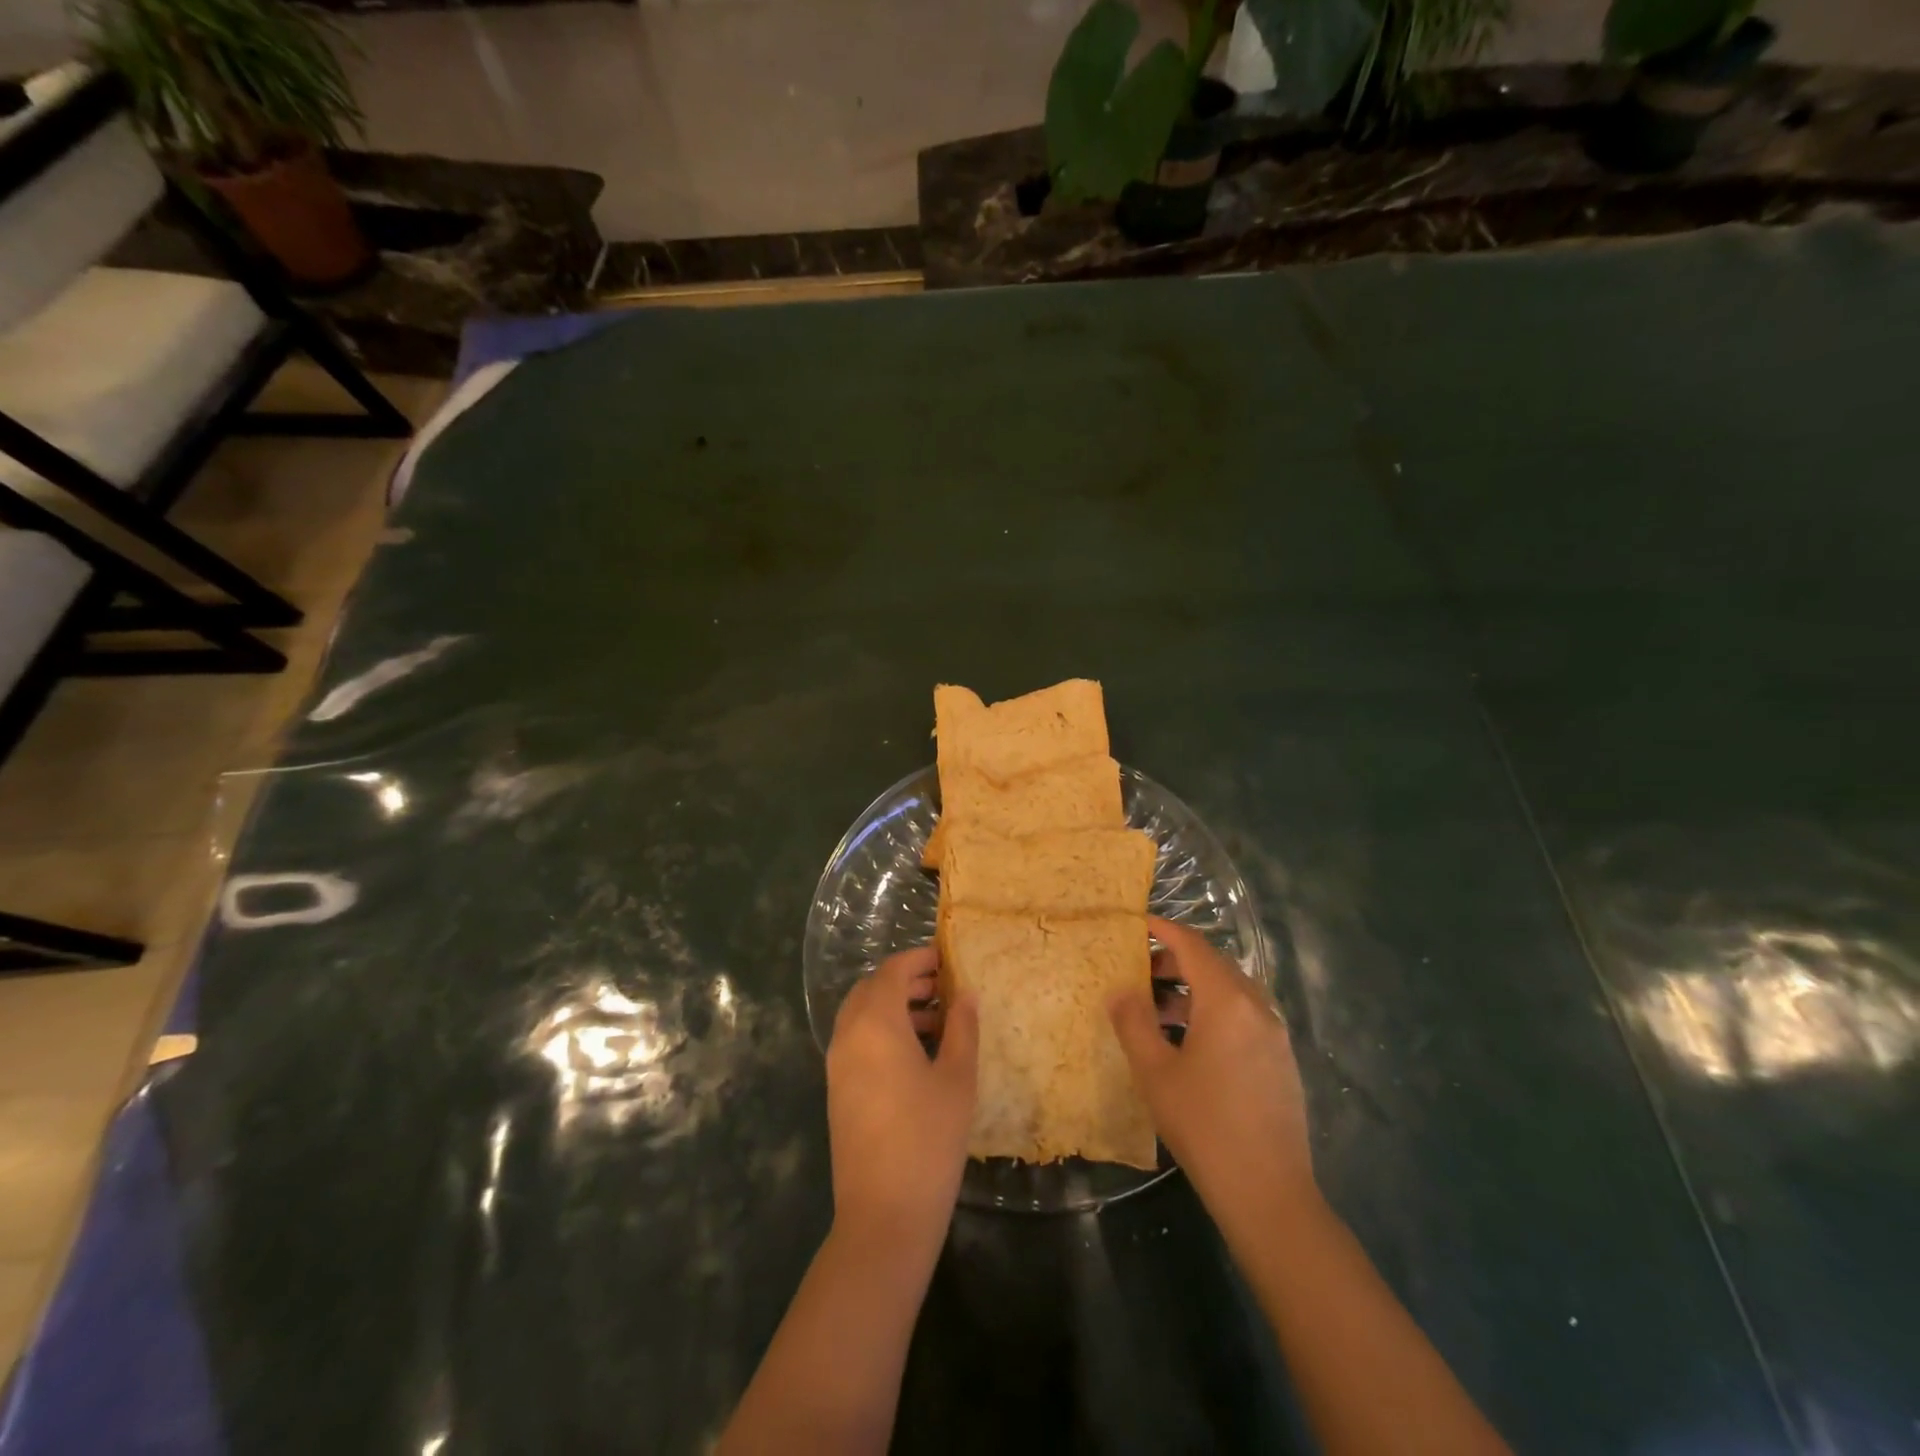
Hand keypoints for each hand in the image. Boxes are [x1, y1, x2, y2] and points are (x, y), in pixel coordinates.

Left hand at [827, 946, 977, 1253]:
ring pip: (862, 1014)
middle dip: (906, 980)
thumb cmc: (928, 1139)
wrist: (883, 1215)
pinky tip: (915, 1055)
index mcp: (876, 1023)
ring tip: (936, 1021)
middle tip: (943, 988)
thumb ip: (963, 1028)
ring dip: (893, 1006)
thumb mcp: (957, 1078)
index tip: (947, 959)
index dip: (919, 958)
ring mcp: (837, 1064)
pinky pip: (857, 1040)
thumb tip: (966, 993)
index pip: (892, 970)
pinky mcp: (837, 1090)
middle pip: (872, 988)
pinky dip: (881, 1031)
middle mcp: (848, 1035)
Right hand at [1109, 917, 1316, 1243]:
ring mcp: (1275, 1035)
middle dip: (1176, 960)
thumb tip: (1120, 989)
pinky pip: (1244, 1016)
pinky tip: (1191, 1043)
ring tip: (1158, 1010)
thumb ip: (1133, 1022)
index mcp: (1226, 1001)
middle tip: (1140, 969)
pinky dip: (1214, 1012)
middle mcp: (1257, 1007)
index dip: (1164, 930)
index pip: (1193, 946)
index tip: (1137, 922)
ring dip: (1194, 989)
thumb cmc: (1203, 1124)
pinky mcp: (1281, 1061)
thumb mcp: (1154, 1071)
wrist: (1268, 1193)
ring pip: (1231, 992)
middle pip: (1214, 965)